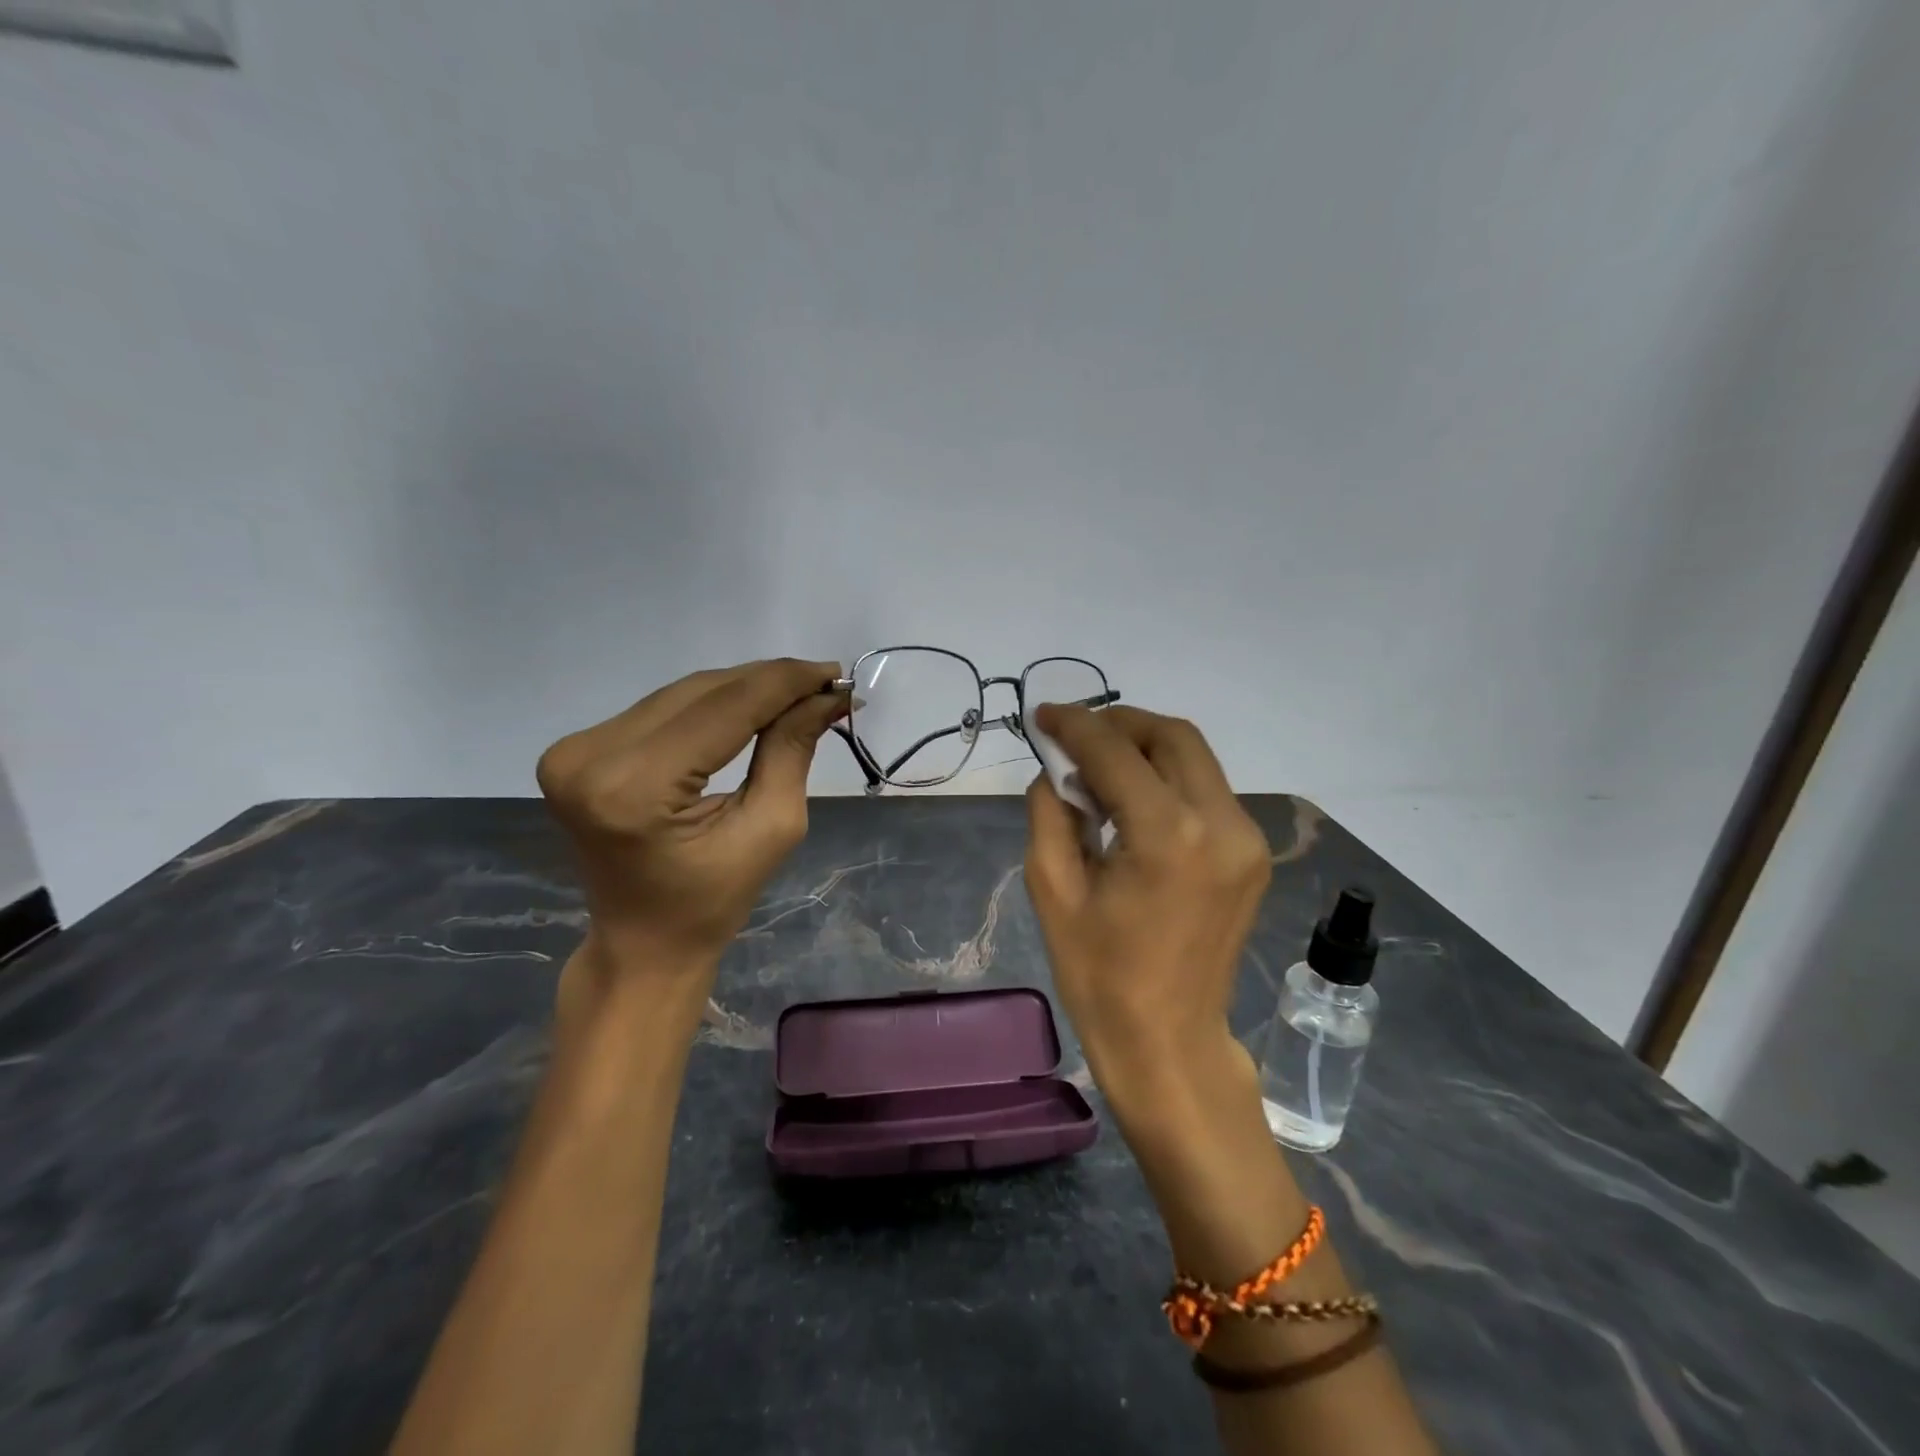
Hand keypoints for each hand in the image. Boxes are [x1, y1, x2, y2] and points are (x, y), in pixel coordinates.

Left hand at [536, 659, 845, 979]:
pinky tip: (750, 707)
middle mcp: (591, 757)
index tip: (836, 673)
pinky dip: (710, 705)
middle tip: (824, 685)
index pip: (725, 709)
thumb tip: (827, 696)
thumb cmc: (713, 902)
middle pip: (700, 692)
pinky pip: (661, 709)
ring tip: (796, 693)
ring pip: (681, 694)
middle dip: (768, 683)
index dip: (785, 683)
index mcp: (634, 789)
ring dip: (742, 689)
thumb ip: (792, 750)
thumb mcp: (770, 828)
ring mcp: (575, 750)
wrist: (642, 943)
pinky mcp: (576, 750)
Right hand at [1023, 705, 1270, 1107]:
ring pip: (1194, 758)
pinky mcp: (1252, 853)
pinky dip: (1167, 777)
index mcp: (1168, 836)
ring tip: (1098, 766)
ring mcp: (1246, 839)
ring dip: (1144, 747)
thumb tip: (1058, 768)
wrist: (1169, 1041)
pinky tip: (1133, 798)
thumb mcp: (1052, 889)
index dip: (1075, 725)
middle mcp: (1220, 824)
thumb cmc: (1099, 975)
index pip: (1116, 752)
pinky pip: (1206, 790)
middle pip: (1171, 736)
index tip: (1043, 716)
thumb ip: (1051, 811)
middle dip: (1118, 724)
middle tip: (1074, 736)